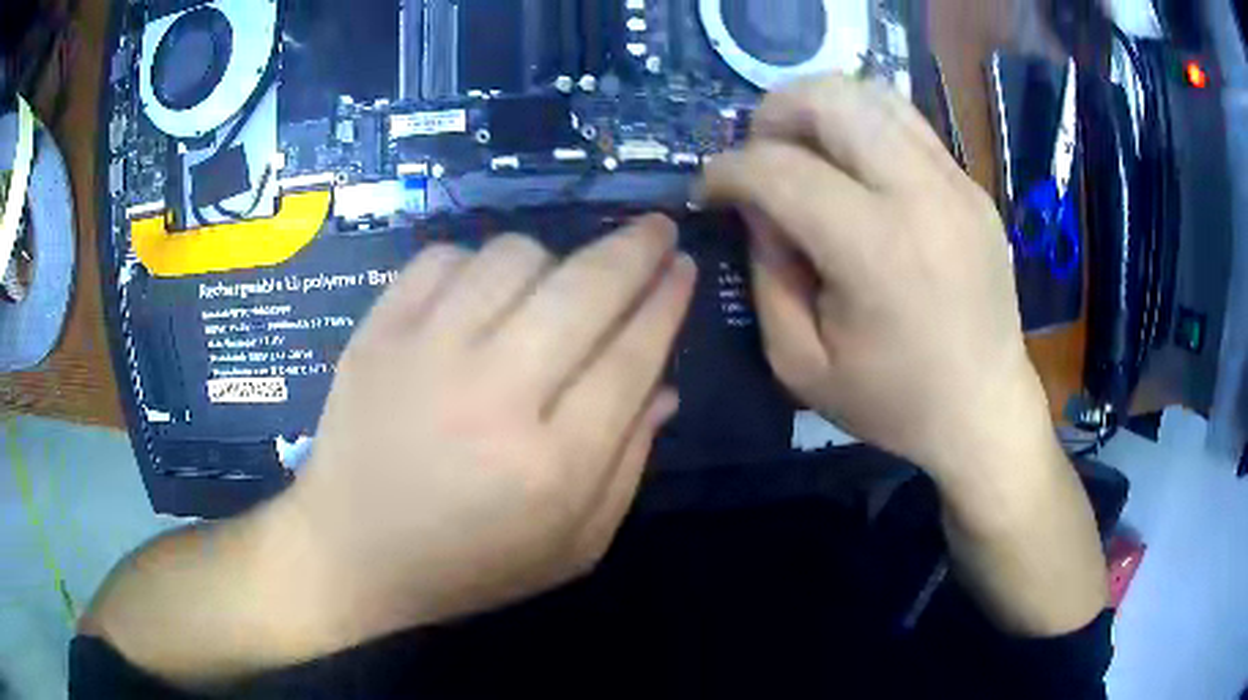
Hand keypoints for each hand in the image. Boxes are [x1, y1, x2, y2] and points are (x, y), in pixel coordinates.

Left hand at [284, 217, 694, 644]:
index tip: (684, 267)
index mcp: (552, 465)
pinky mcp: (377, 333)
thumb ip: (627, 466)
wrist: (350, 553)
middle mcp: (494, 396)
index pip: (633, 356)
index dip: (667, 302)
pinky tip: (479, 295)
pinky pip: (443, 257)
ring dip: (551, 260)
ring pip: (514, 256)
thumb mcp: (571, 546)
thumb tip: (664, 384)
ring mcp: (425, 354)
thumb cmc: (468, 564)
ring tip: (553, 286)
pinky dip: (475, 263)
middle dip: (635, 248)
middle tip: (657, 231)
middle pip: (585, 288)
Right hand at [700, 74, 1053, 486]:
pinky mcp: (971, 185)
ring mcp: (954, 183)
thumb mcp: (801, 364)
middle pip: (831, 100)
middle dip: (773, 114)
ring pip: (872, 93)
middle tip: (759, 154)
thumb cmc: (894, 401)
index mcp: (875, 250)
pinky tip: (853, 165)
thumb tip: (756, 209)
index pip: (779, 169)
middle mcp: (920, 196)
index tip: (710, 191)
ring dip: (820, 108)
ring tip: (803, 149)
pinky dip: (864, 124)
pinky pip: (906, 122)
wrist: (985, 409)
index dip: (727, 170)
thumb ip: (767, 275)